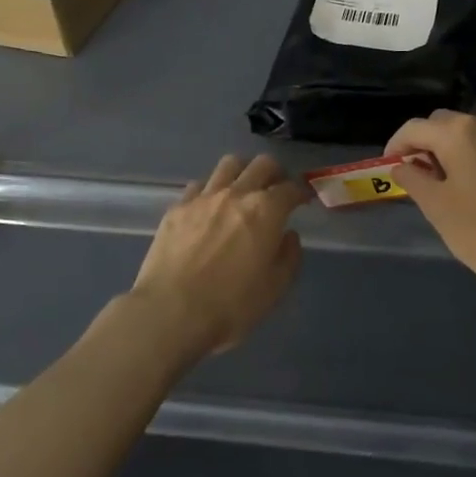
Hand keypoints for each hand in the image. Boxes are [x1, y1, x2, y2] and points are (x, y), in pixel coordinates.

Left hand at [126, 153, 307, 359]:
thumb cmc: (231, 305)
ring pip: (229, 164)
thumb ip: (289, 256)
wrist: (171, 312)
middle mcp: (236, 193)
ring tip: (243, 189)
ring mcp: (203, 197)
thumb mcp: (274, 288)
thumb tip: (288, 236)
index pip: (291, 188)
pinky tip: (210, 207)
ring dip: (242, 172)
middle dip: (275, 172)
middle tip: (276, 188)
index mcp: (266, 211)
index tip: (304, 198)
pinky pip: (199, 185)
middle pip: (262, 164)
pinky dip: (211, 190)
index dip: (302, 191)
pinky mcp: (177, 207)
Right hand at [386, 111, 475, 306]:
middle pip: (439, 125)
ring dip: (443, 153)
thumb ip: (413, 180)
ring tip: (434, 188)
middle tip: (410, 178)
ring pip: (462, 136)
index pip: (413, 128)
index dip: (395, 147)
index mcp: (459, 132)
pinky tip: (463, 192)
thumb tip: (400, 166)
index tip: (386, 171)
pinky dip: (464, 160)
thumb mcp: (437, 207)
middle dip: (420, 146)